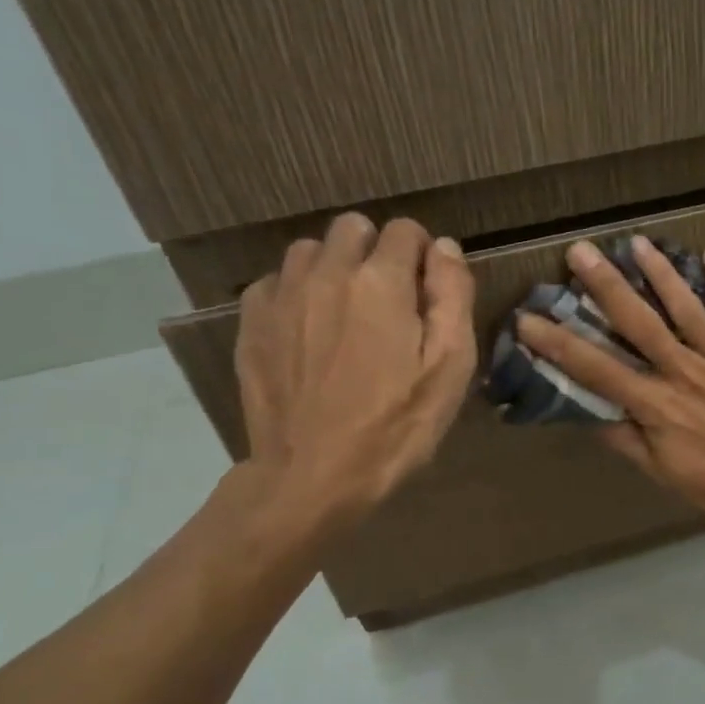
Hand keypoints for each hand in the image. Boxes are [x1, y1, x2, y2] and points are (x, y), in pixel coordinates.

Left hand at [233, 214, 475, 535]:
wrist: (313, 476)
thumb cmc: (396, 425)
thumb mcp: (450, 366)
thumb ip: (452, 295)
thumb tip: (443, 246)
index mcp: (381, 281)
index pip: (406, 230)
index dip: (423, 255)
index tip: (427, 291)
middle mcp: (327, 272)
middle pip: (354, 227)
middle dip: (377, 251)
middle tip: (389, 301)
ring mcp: (282, 295)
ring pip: (311, 249)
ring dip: (334, 267)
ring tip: (347, 313)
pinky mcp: (252, 321)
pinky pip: (277, 281)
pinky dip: (298, 292)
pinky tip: (310, 331)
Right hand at [513, 236, 704, 536]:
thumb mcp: (662, 471)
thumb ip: (624, 439)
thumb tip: (589, 413)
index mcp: (657, 404)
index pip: (598, 368)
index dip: (560, 344)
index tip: (529, 319)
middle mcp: (685, 372)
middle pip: (639, 322)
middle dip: (606, 285)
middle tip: (580, 251)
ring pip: (686, 307)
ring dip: (660, 272)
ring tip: (636, 243)